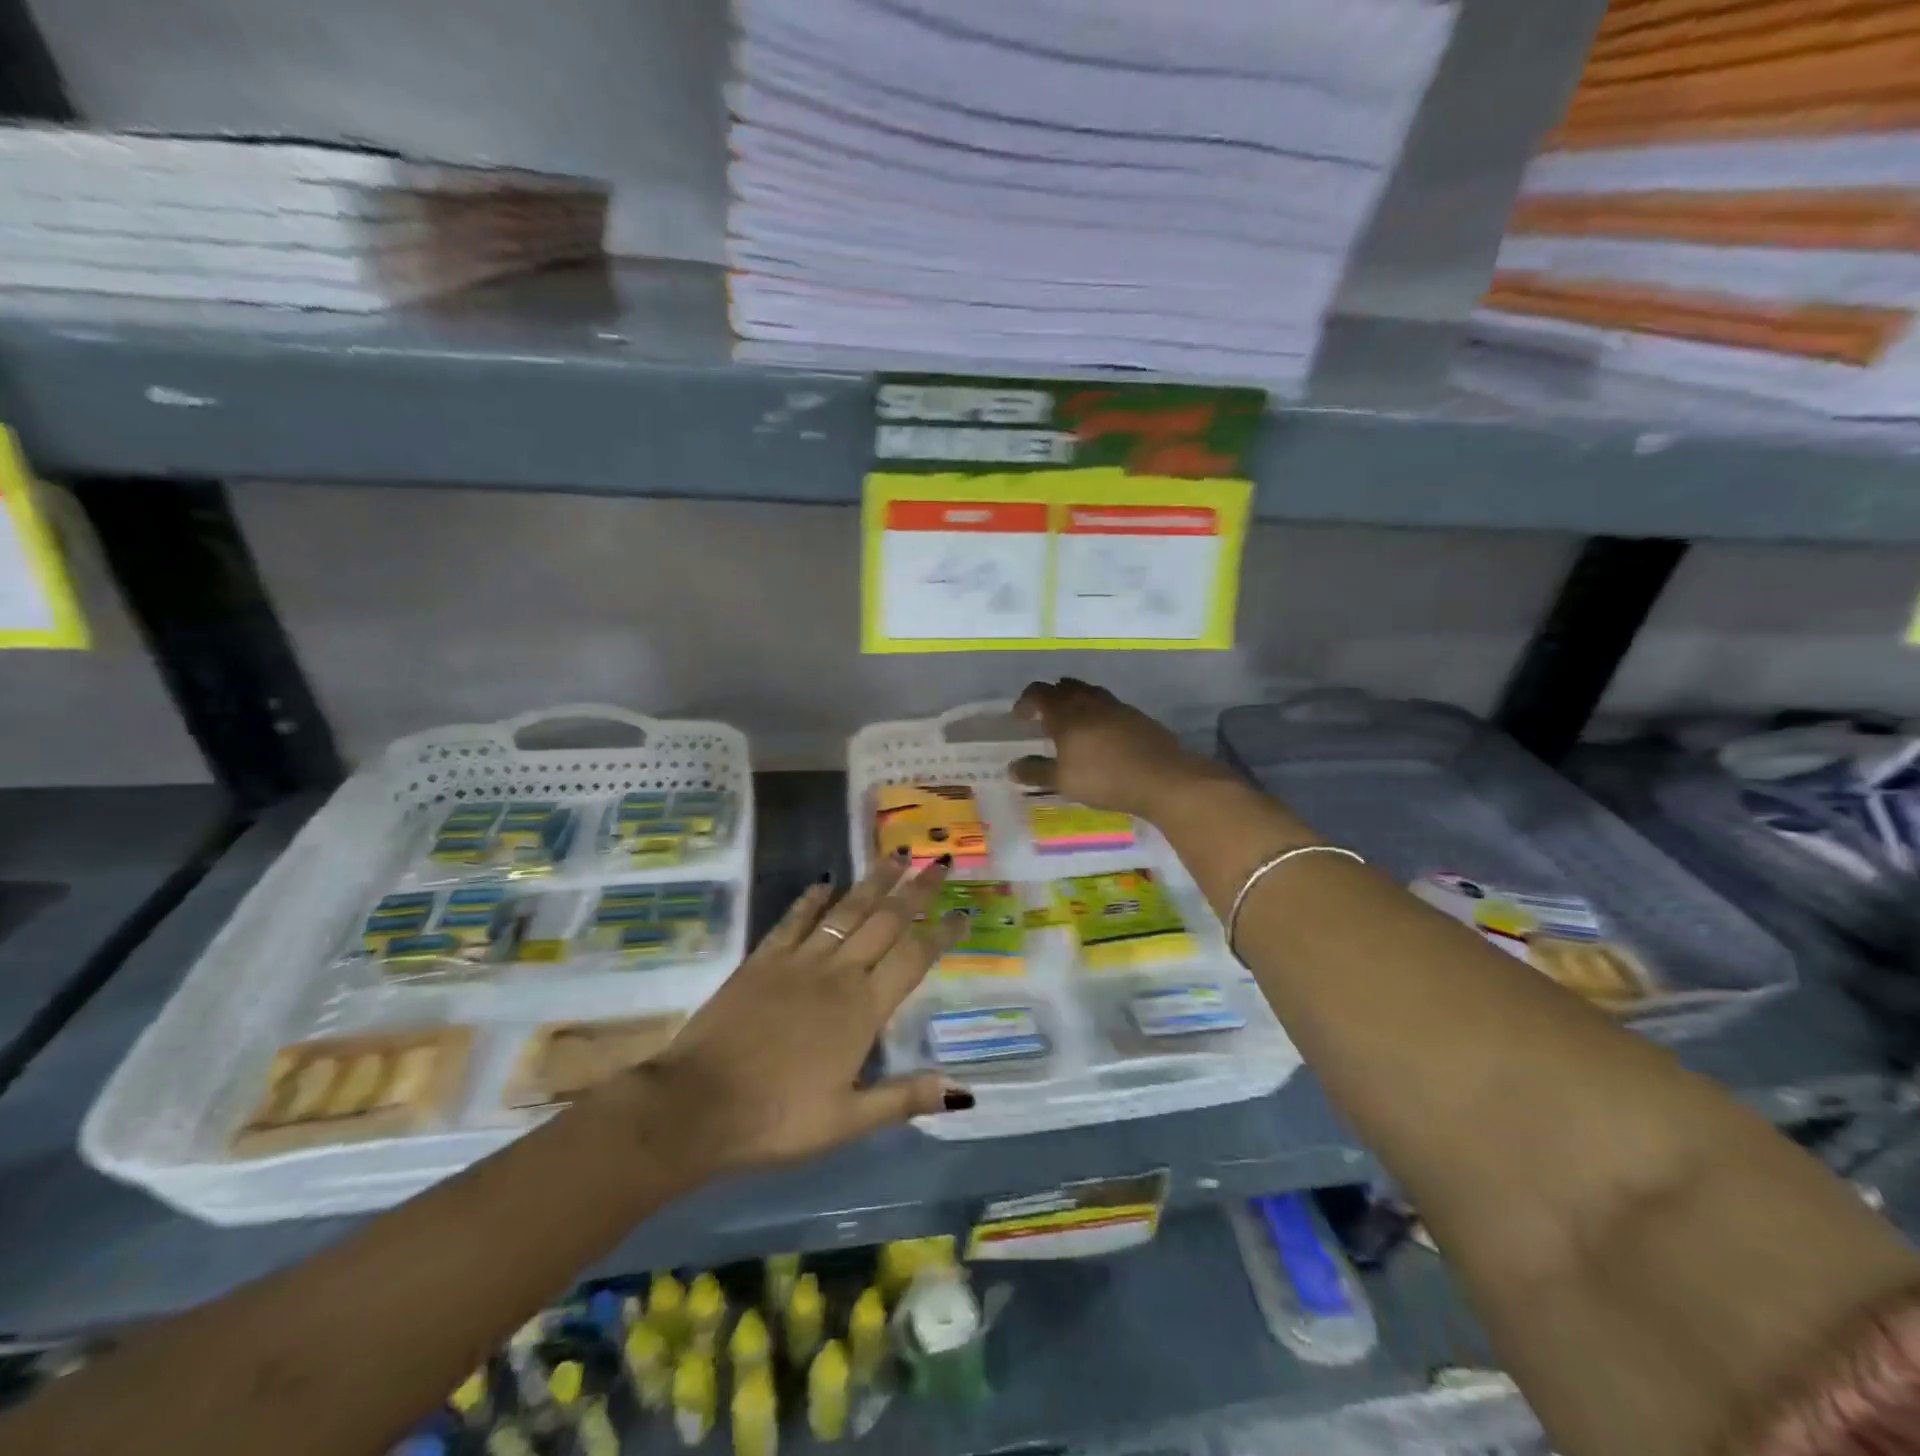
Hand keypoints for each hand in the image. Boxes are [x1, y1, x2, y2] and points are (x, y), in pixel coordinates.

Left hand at [630, 855, 972, 1177]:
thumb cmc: (776, 1119)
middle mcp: (837, 973)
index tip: (964, 913)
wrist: (695, 1107)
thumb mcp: (847, 1121)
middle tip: (937, 863)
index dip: (942, 933)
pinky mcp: (762, 960)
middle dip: (915, 891)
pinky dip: (811, 898)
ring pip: (845, 910)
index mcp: (863, 1009)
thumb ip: (904, 1097)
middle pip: (885, 921)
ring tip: (894, 855)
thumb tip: (963, 1090)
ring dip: (872, 882)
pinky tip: (825, 881)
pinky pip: (793, 919)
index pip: (914, 958)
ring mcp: (797, 961)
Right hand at [1010, 678, 1227, 821]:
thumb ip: (1036, 772)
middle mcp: (1090, 702)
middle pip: (1065, 687)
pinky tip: (1101, 733)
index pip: (1040, 693)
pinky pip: (1109, 705)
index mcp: (1067, 714)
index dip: (1026, 701)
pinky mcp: (1137, 716)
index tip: (1019, 715)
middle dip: (1051, 697)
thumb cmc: (1104, 779)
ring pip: (1089, 692)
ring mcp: (1116, 707)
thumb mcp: (1063, 782)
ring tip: (1072, 720)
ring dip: (1075, 700)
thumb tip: (1012, 767)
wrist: (1162, 778)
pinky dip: (1097, 711)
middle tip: (1043, 714)